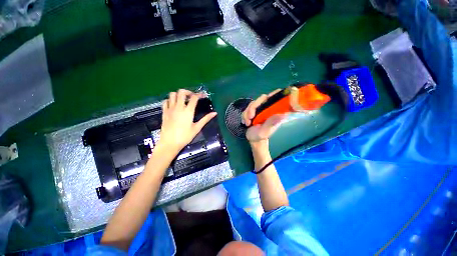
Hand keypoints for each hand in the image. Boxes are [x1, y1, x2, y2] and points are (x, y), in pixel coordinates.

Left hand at [158, 89, 216, 154]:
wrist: (169, 143)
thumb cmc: (185, 136)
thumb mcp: (197, 128)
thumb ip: (206, 119)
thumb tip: (215, 113)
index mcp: (188, 111)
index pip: (194, 98)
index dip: (199, 94)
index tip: (203, 95)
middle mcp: (178, 107)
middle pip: (182, 92)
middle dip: (188, 92)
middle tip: (192, 97)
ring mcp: (170, 109)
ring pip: (172, 94)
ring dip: (179, 95)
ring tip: (183, 100)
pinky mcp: (164, 112)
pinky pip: (166, 101)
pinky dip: (170, 100)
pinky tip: (174, 105)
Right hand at [242, 89, 285, 145]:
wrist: (253, 139)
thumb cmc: (261, 136)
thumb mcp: (266, 131)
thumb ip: (272, 123)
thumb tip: (284, 115)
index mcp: (273, 111)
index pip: (276, 98)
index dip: (274, 94)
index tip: (267, 98)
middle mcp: (267, 108)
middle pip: (261, 99)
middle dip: (252, 108)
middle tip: (250, 117)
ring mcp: (259, 109)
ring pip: (252, 104)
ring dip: (247, 113)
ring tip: (247, 123)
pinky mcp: (252, 111)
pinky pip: (246, 109)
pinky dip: (244, 115)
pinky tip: (245, 122)